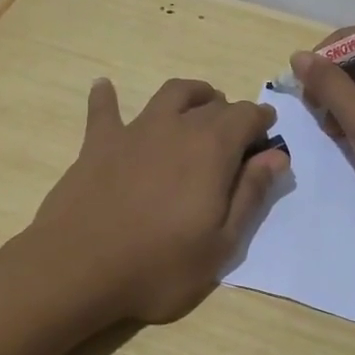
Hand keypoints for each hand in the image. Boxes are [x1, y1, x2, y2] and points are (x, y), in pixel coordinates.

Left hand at [29, 77, 289, 325]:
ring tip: (199, 104)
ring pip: (170, 94)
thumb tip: (276, 155)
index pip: (247, 117)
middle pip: (212, 105)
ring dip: (191, 94)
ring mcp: (135, 131)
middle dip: (231, 113)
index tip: (267, 135)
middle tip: (237, 135)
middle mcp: (177, 127)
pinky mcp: (99, 143)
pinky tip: (104, 86)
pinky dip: (107, 96)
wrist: (78, 268)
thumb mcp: (221, 244)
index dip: (261, 122)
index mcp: (212, 149)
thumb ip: (250, 194)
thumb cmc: (159, 266)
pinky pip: (104, 110)